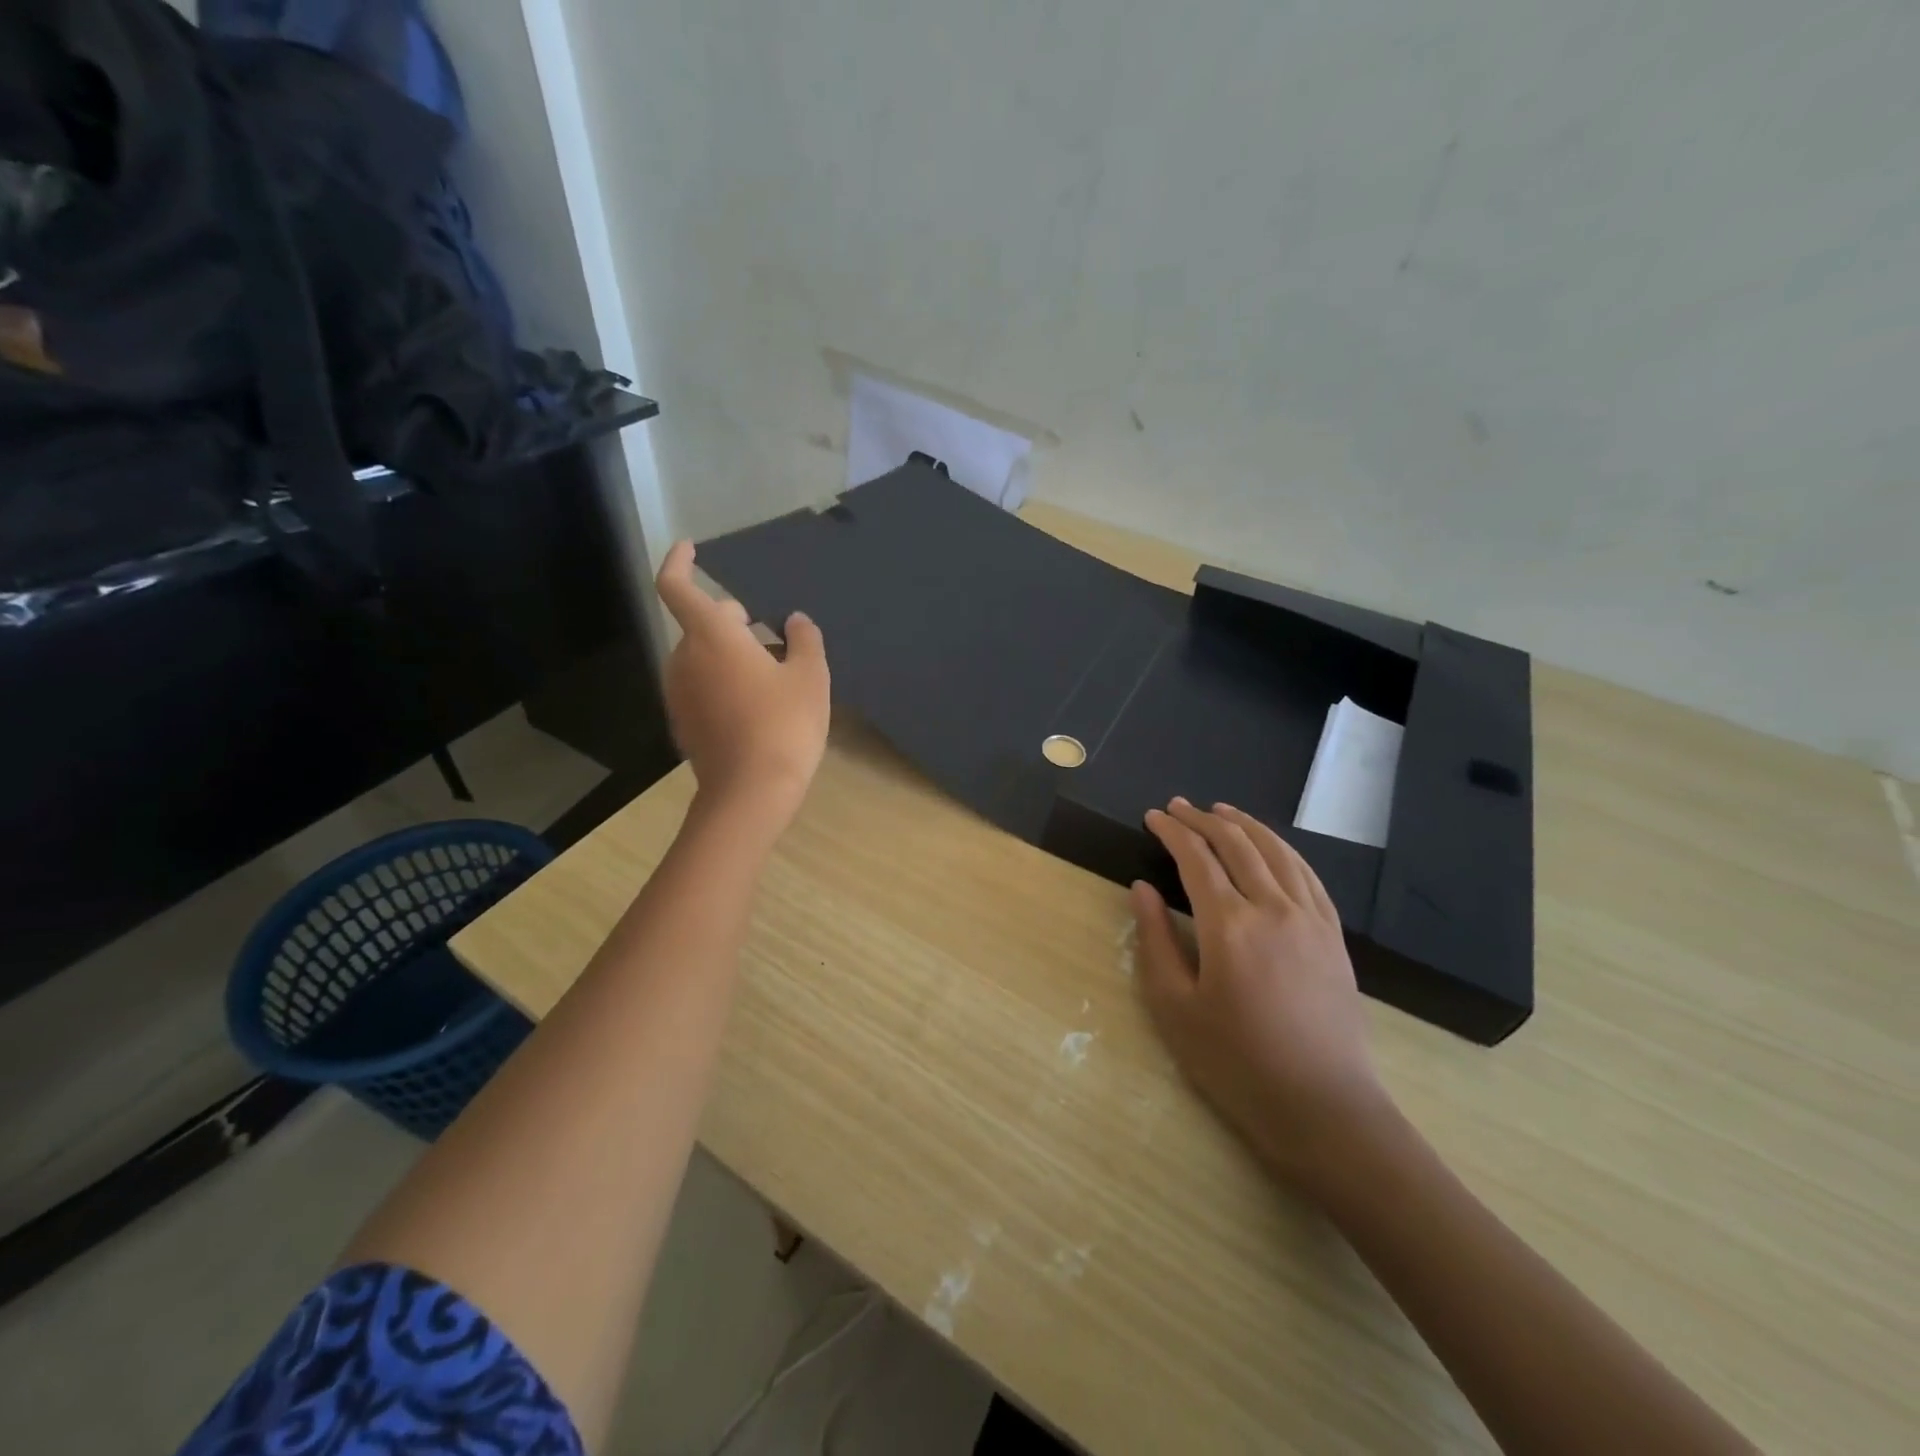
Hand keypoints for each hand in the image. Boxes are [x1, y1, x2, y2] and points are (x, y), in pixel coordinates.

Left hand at [653, 541, 829, 820]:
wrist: (751, 793)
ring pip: (702, 657)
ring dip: (731, 652)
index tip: (690, 547)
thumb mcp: (810, 677)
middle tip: (772, 633)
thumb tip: (795, 621)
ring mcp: (679, 694)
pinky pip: (702, 686)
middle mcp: (685, 658)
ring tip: (773, 671)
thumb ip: (804, 640)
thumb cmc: (784, 724)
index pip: (677, 586)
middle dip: (732, 620)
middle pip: (701, 624)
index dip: (680, 562)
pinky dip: (724, 680)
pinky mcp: (684, 723)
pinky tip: (758, 703)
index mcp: (711, 636)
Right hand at [1131, 798, 1390, 1194]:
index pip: (1196, 858)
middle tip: (1178, 806)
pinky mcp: (1333, 935)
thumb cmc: (1236, 1063)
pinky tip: (1271, 845)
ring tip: (1221, 810)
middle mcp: (1273, 908)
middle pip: (1236, 844)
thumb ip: (1155, 940)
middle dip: (1203, 819)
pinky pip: (1307, 874)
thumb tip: (1141, 889)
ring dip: (1244, 824)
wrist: (1323, 1107)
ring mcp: (1310, 918)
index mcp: (1229, 925)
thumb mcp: (1175, 1007)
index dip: (1172, 832)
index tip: (1152, 817)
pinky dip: (1283, 848)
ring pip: (1276, 851)